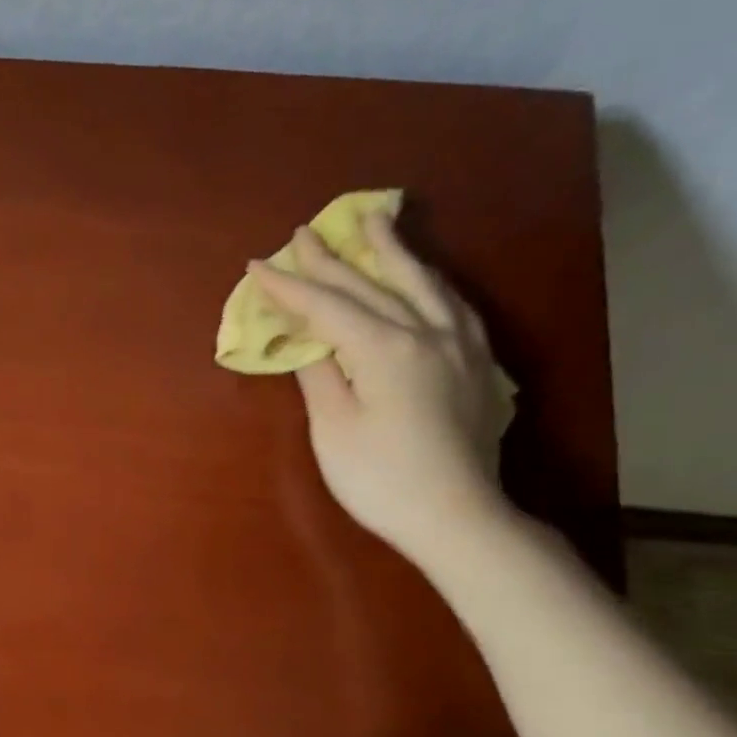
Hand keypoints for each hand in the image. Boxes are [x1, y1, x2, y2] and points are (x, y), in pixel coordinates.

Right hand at [245, 213, 512, 564]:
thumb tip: (307, 340)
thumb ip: (320, 375)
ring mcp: (460, 345)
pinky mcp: (478, 364)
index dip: (290, 286)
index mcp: (386, 348)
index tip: (258, 265)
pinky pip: (453, 304)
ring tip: (378, 221)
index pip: (328, 306)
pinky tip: (425, 278)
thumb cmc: (381, 479)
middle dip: (333, 258)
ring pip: (423, 283)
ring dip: (394, 250)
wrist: (456, 515)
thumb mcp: (334, 428)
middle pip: (373, 285)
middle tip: (305, 231)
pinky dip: (430, 280)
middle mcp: (427, 332)